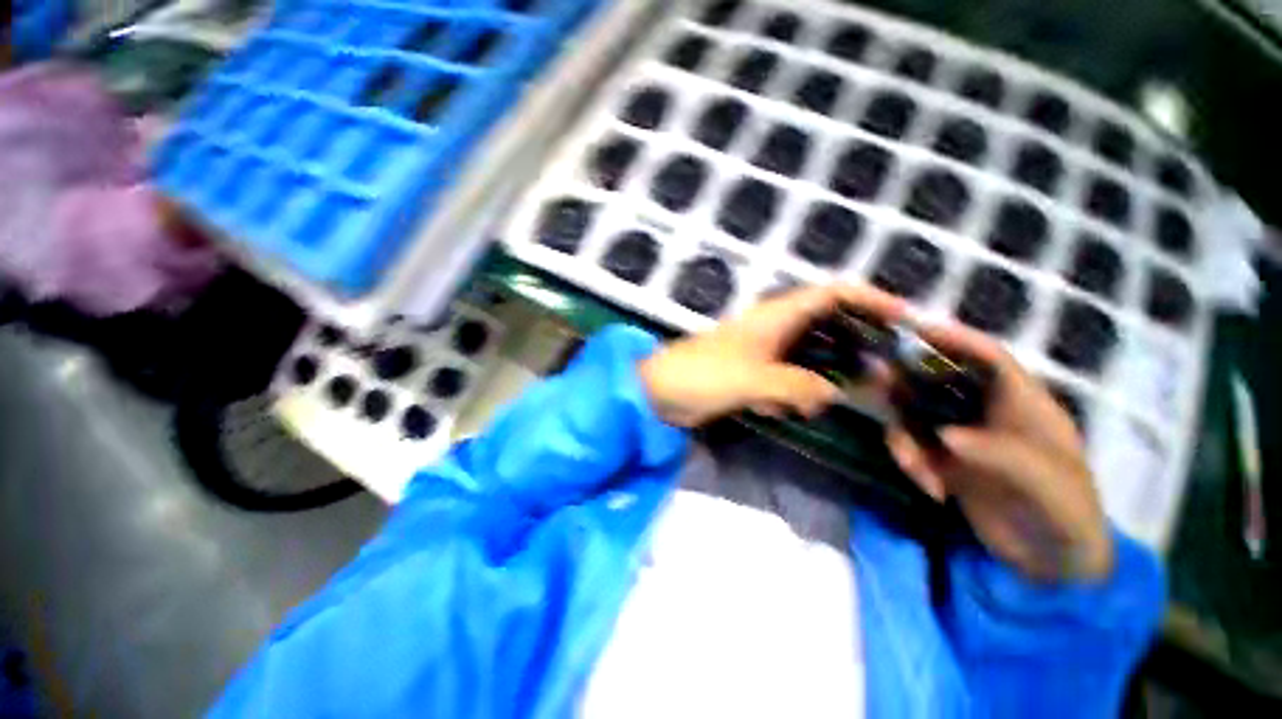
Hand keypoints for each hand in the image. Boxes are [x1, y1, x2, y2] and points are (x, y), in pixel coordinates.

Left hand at [639, 284, 904, 427]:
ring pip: (809, 361)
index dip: (870, 300)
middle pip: (828, 329)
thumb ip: (798, 386)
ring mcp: (763, 352)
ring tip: (805, 405)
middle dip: (851, 353)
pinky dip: (788, 397)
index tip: (905, 320)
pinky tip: (773, 409)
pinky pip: (787, 382)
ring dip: (814, 384)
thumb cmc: (702, 375)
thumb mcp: (753, 380)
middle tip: (876, 380)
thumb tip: (836, 393)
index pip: (833, 294)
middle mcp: (774, 328)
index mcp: (775, 316)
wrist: (659, 392)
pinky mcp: (753, 374)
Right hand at [885, 321, 1112, 581]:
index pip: (991, 360)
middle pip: (938, 381)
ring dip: (904, 439)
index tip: (917, 331)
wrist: (1051, 565)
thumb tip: (945, 434)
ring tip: (918, 471)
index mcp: (1024, 406)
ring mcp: (961, 436)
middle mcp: (987, 413)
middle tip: (877, 389)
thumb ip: (1003, 456)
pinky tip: (930, 490)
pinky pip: (911, 446)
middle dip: (907, 386)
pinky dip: (909, 461)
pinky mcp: (943, 459)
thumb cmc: (1067, 517)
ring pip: (913, 415)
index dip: (958, 340)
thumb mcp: (1049, 488)